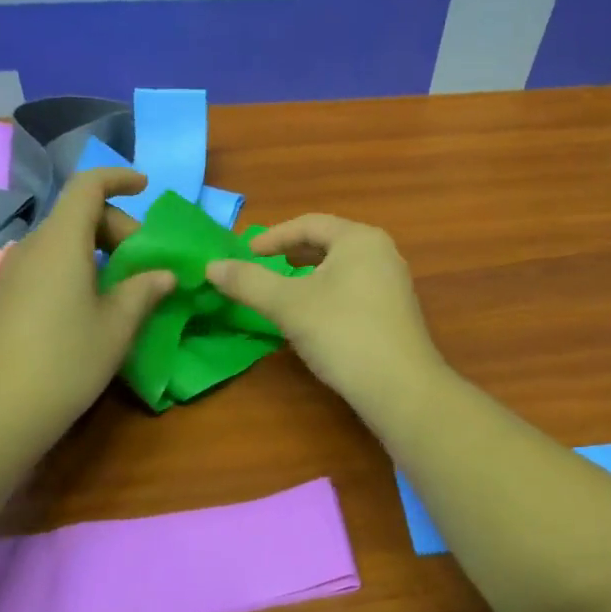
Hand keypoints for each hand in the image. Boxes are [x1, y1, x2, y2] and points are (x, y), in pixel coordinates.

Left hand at [0, 168, 173, 448]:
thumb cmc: (66, 362)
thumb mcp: (117, 327)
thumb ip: (144, 291)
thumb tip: (164, 275)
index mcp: (61, 242)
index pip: (87, 186)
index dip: (118, 178)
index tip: (146, 187)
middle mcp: (31, 247)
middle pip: (76, 215)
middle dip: (115, 226)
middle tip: (144, 263)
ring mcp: (10, 273)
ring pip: (59, 242)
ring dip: (94, 250)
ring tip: (120, 287)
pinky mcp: (0, 298)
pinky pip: (44, 265)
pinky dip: (72, 268)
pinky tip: (85, 307)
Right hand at [206, 214, 444, 416]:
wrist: (400, 387)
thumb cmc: (342, 333)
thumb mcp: (287, 305)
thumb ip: (248, 282)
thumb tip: (211, 266)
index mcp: (359, 239)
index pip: (309, 224)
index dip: (273, 236)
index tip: (245, 253)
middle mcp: (382, 252)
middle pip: (328, 243)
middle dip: (292, 253)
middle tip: (262, 266)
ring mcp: (393, 283)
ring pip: (341, 268)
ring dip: (309, 275)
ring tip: (284, 289)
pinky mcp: (396, 312)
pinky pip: (354, 289)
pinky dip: (327, 293)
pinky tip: (314, 316)